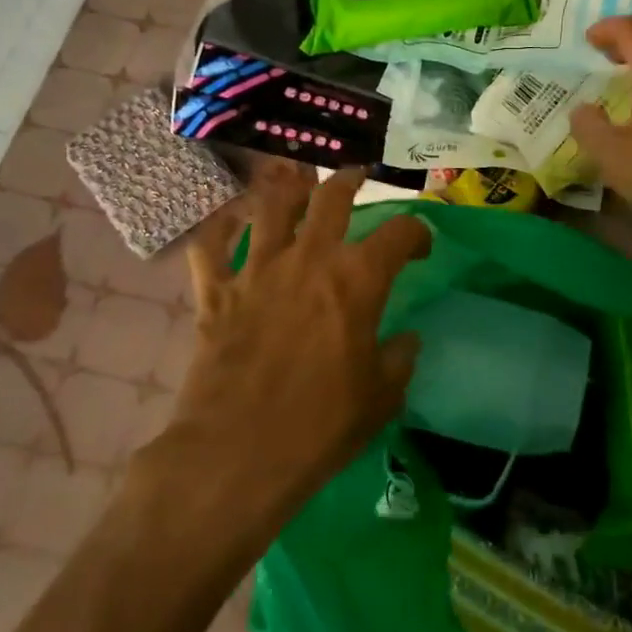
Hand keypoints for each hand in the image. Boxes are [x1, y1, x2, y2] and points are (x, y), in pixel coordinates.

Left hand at [169, 168, 431, 522]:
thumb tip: (405, 340)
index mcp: (357, 279)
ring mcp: (258, 269)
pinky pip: (211, 245)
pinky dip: (219, 228)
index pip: (399, 232)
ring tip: (297, 180)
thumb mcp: (381, 397)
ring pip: (271, 204)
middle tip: (357, 178)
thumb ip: (399, 359)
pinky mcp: (216, 291)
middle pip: (331, 196)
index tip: (419, 246)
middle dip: (350, 180)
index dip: (417, 232)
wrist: (238, 453)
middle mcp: (309, 258)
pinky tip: (230, 222)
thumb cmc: (321, 426)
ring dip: (287, 186)